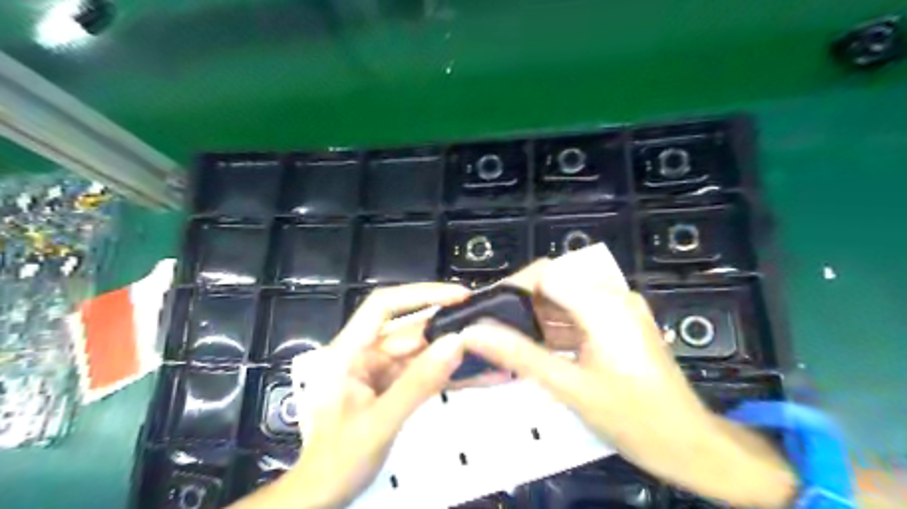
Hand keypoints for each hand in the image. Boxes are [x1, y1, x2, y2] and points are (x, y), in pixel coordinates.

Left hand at [230, 282, 466, 508]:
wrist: (324, 496)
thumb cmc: (338, 460)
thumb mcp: (380, 422)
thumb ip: (418, 383)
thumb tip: (457, 343)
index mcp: (348, 351)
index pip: (383, 305)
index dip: (421, 294)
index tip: (459, 296)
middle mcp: (365, 354)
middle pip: (412, 332)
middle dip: (449, 331)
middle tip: (489, 331)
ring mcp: (381, 371)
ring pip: (423, 353)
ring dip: (455, 356)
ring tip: (493, 354)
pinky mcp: (394, 387)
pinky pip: (425, 374)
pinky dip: (450, 375)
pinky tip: (480, 376)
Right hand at [462, 260, 794, 506]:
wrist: (689, 444)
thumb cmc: (632, 417)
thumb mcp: (569, 386)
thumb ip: (519, 354)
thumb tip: (474, 333)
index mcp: (603, 305)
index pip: (546, 274)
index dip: (513, 287)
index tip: (488, 310)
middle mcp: (614, 296)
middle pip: (557, 281)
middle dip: (523, 302)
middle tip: (495, 327)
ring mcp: (621, 309)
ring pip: (568, 297)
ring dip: (539, 315)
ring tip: (511, 338)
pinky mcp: (623, 323)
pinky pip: (582, 312)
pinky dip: (558, 325)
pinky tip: (541, 346)